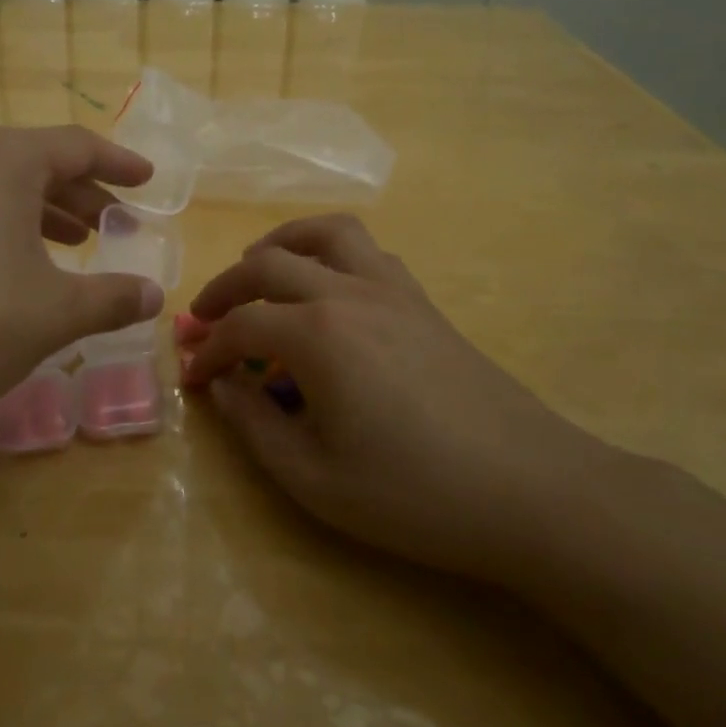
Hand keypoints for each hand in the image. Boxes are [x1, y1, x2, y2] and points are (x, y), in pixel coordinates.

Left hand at [0, 126, 164, 438]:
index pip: (76, 145)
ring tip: (75, 246)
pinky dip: (4, 230)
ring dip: (44, 213)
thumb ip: (112, 298)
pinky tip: (14, 272)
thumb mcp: (56, 312)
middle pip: (36, 163)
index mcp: (4, 161)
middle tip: (116, 224)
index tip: (147, 180)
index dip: (119, 163)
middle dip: (83, 194)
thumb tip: (154, 296)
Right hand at [182, 215, 613, 582]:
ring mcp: (393, 290)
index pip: (241, 327)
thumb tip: (221, 386)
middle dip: (226, 287)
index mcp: (316, 335)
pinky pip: (367, 252)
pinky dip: (331, 253)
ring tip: (260, 271)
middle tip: (206, 316)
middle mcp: (349, 293)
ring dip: (281, 244)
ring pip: (326, 233)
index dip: (209, 351)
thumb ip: (253, 426)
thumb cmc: (414, 493)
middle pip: (269, 264)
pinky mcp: (423, 301)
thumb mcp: (313, 478)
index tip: (193, 377)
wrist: (532, 491)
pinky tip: (328, 290)